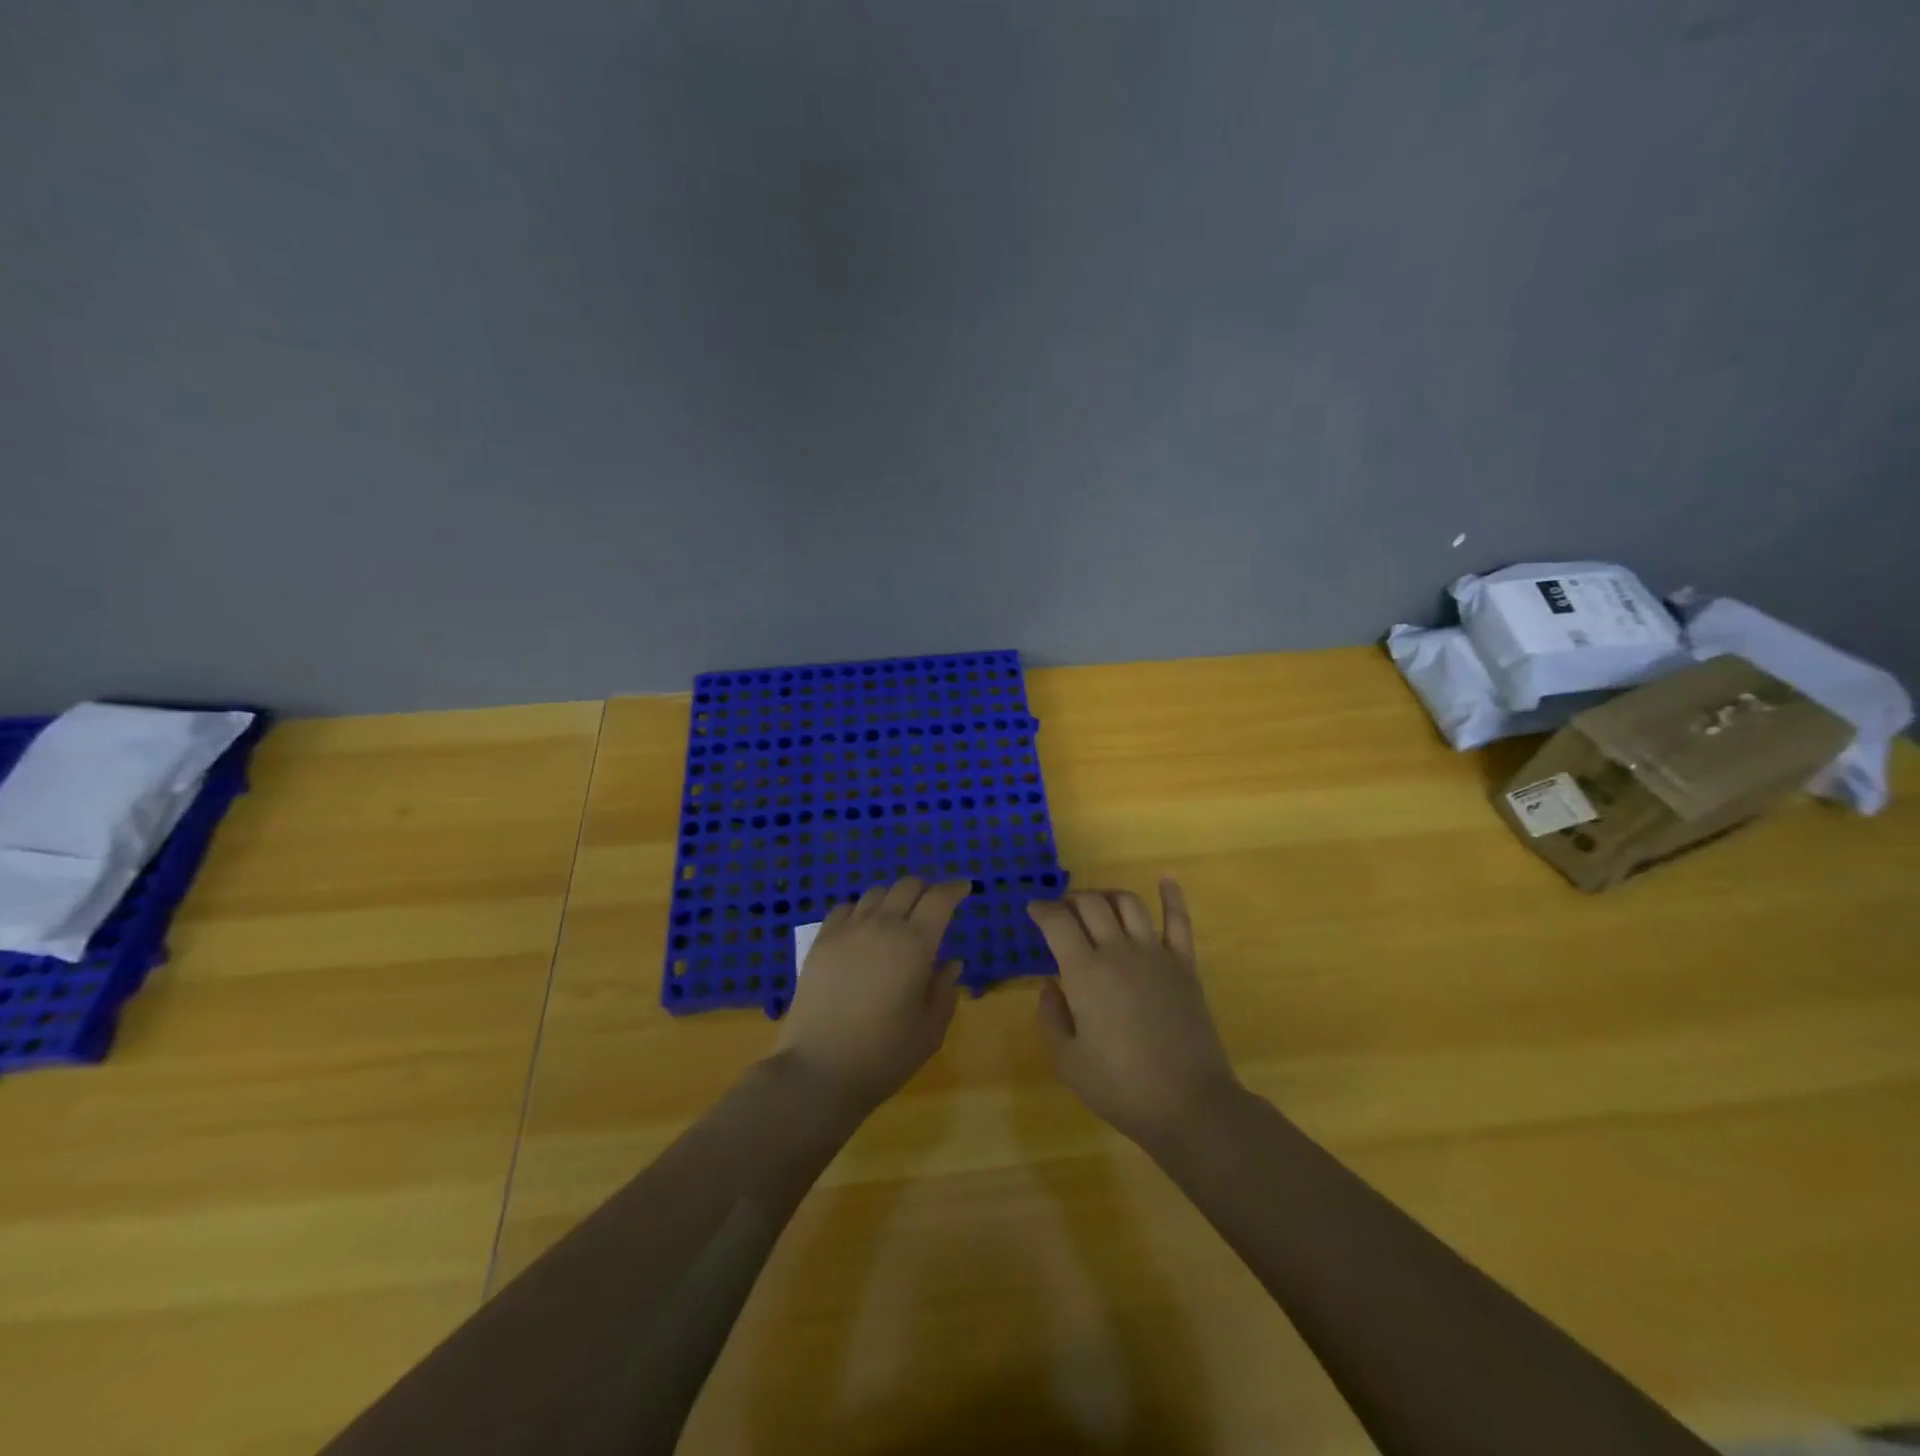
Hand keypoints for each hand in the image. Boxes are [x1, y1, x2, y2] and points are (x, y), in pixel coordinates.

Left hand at [773, 878, 970, 1108]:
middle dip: (926, 888)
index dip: (954, 889)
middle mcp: (882, 926)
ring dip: (894, 897)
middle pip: (908, 886)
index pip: (940, 899)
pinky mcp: (821, 941)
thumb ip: (945, 991)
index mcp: (916, 944)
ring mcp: (848, 930)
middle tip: (934, 903)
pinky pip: (845, 908)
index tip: (964, 888)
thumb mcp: (930, 1030)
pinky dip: (861, 909)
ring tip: (898, 915)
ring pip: (876, 893)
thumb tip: (952, 963)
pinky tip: (863, 926)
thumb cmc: (885, 1055)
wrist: (820, 1070)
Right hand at [1029, 880, 1240, 1149]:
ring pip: (1128, 903)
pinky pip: (1178, 920)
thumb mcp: (1067, 1062)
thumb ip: (1051, 1018)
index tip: (1033, 909)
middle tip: (1061, 911)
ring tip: (1098, 904)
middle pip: (1091, 904)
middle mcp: (1118, 951)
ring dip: (1107, 895)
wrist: (1188, 1104)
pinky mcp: (1184, 965)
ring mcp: (1155, 954)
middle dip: (1070, 900)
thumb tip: (1049, 986)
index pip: (1057, 922)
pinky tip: (1166, 878)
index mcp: (1084, 973)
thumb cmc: (1120, 1087)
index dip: (1041, 909)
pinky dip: (1171, 895)